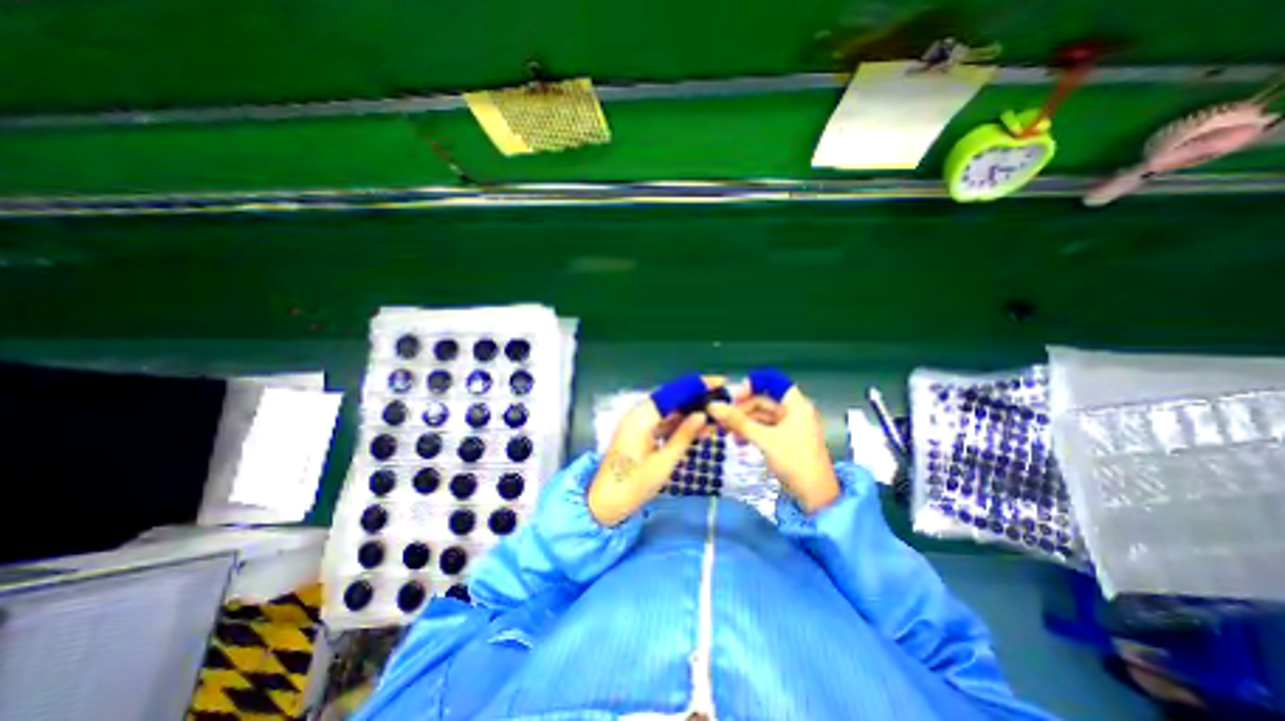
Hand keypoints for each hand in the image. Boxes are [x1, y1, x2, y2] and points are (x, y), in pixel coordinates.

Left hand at [586, 381, 718, 525]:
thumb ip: (684, 436)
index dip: (696, 386)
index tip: (719, 383)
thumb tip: (703, 415)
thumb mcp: (664, 463)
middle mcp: (638, 414)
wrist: (605, 503)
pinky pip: (661, 421)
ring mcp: (637, 423)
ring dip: (689, 412)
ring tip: (714, 415)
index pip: (673, 393)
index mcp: (641, 417)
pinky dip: (678, 424)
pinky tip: (697, 428)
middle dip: (695, 397)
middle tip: (721, 399)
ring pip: (667, 410)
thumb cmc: (633, 485)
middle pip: (671, 398)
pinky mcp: (638, 432)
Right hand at [707, 384, 839, 512]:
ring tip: (726, 430)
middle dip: (742, 407)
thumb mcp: (764, 439)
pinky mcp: (784, 438)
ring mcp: (789, 425)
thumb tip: (713, 406)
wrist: (815, 496)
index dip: (751, 385)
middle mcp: (793, 410)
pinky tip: (738, 440)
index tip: (732, 396)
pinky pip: (763, 427)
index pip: (771, 382)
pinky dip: (750, 431)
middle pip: (763, 399)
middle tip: (722, 417)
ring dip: (743, 421)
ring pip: (761, 414)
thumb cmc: (794, 461)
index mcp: (795, 404)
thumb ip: (738, 421)